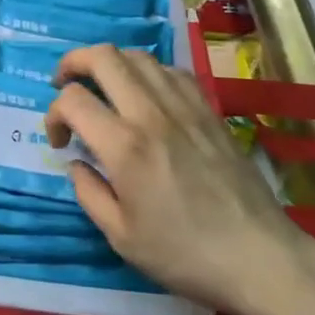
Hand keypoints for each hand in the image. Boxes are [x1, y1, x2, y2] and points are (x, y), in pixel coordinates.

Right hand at [45, 46, 314, 314]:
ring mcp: (184, 107)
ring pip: (137, 56)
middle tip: (65, 85)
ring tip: (103, 87)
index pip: (73, 100)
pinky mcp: (209, 110)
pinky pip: (171, 71)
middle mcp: (151, 114)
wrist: (261, 258)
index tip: (60, 141)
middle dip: (73, 63)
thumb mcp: (121, 238)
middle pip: (102, 57)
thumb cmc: (186, 255)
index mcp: (124, 146)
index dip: (53, 114)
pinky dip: (148, 72)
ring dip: (110, 64)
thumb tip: (77, 163)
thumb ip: (89, 193)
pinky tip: (146, 95)